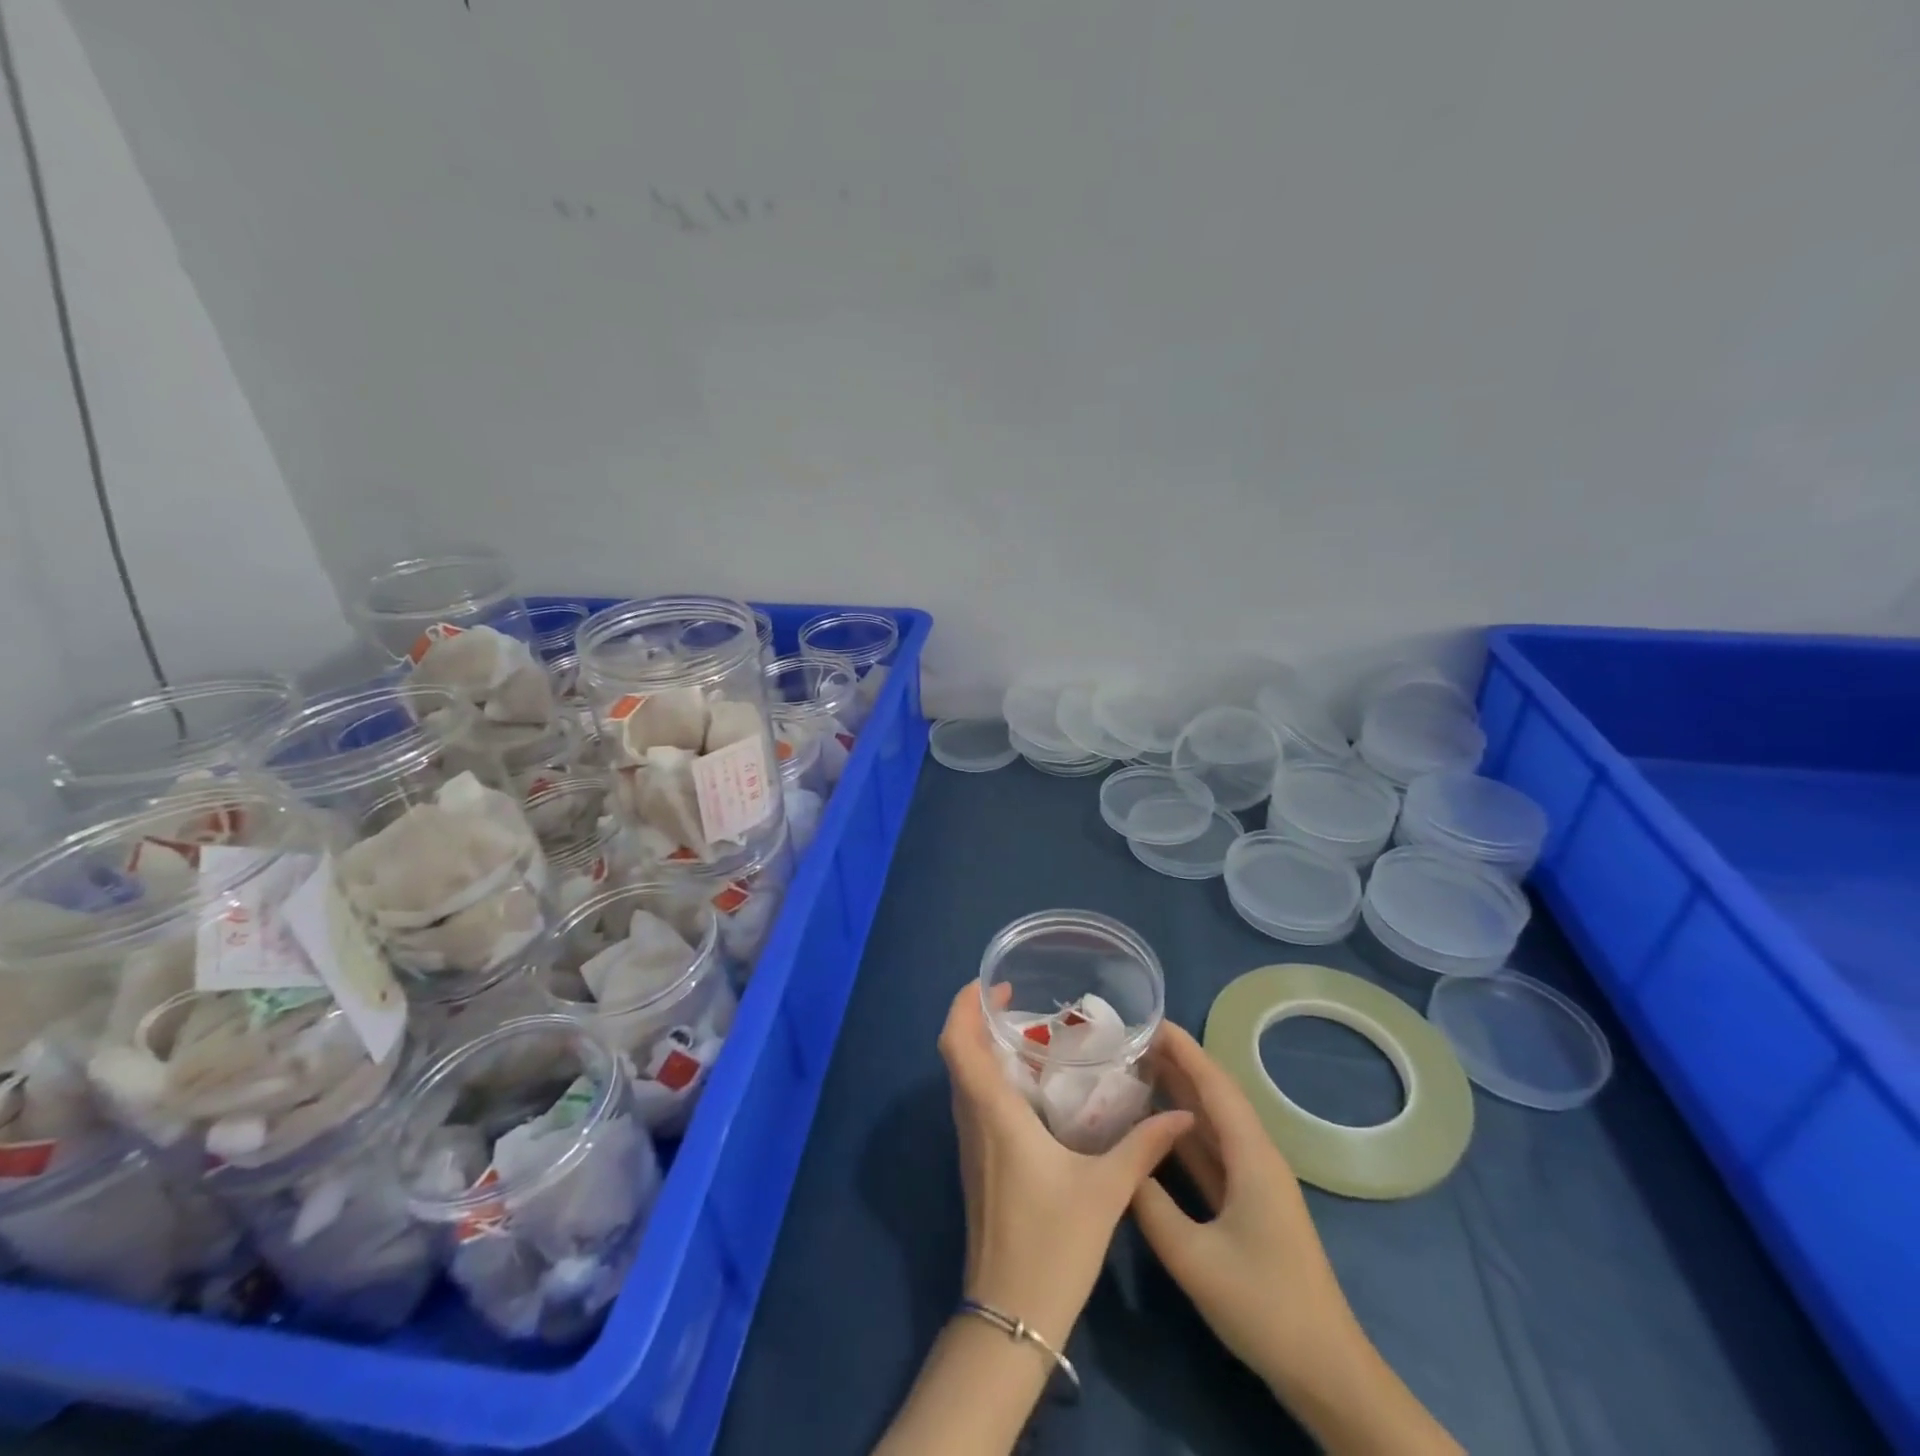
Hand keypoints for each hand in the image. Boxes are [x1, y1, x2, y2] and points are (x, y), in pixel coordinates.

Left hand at [939, 983, 1191, 1348]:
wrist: (1011, 1317)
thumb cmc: (1052, 1244)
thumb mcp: (1106, 1191)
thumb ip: (1142, 1146)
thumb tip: (1181, 1113)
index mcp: (994, 1113)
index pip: (956, 1043)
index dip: (963, 1005)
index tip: (991, 984)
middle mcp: (973, 1120)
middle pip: (956, 1054)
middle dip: (976, 1019)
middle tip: (1016, 1002)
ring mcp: (969, 1144)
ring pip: (962, 1078)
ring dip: (981, 1048)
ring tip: (1027, 1034)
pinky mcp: (975, 1163)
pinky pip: (973, 1102)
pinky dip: (989, 1077)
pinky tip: (1029, 1086)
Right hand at [1129, 1020, 1354, 1388]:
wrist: (1326, 1372)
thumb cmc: (1264, 1305)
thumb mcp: (1194, 1257)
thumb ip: (1151, 1204)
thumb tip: (1120, 1165)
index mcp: (1252, 1156)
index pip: (1215, 1085)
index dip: (1184, 1049)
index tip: (1149, 1020)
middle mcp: (1256, 1157)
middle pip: (1215, 1096)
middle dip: (1178, 1063)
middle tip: (1130, 1041)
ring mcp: (1254, 1182)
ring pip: (1212, 1124)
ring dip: (1179, 1094)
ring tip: (1136, 1069)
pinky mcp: (1248, 1205)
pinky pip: (1212, 1152)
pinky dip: (1184, 1132)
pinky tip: (1155, 1126)